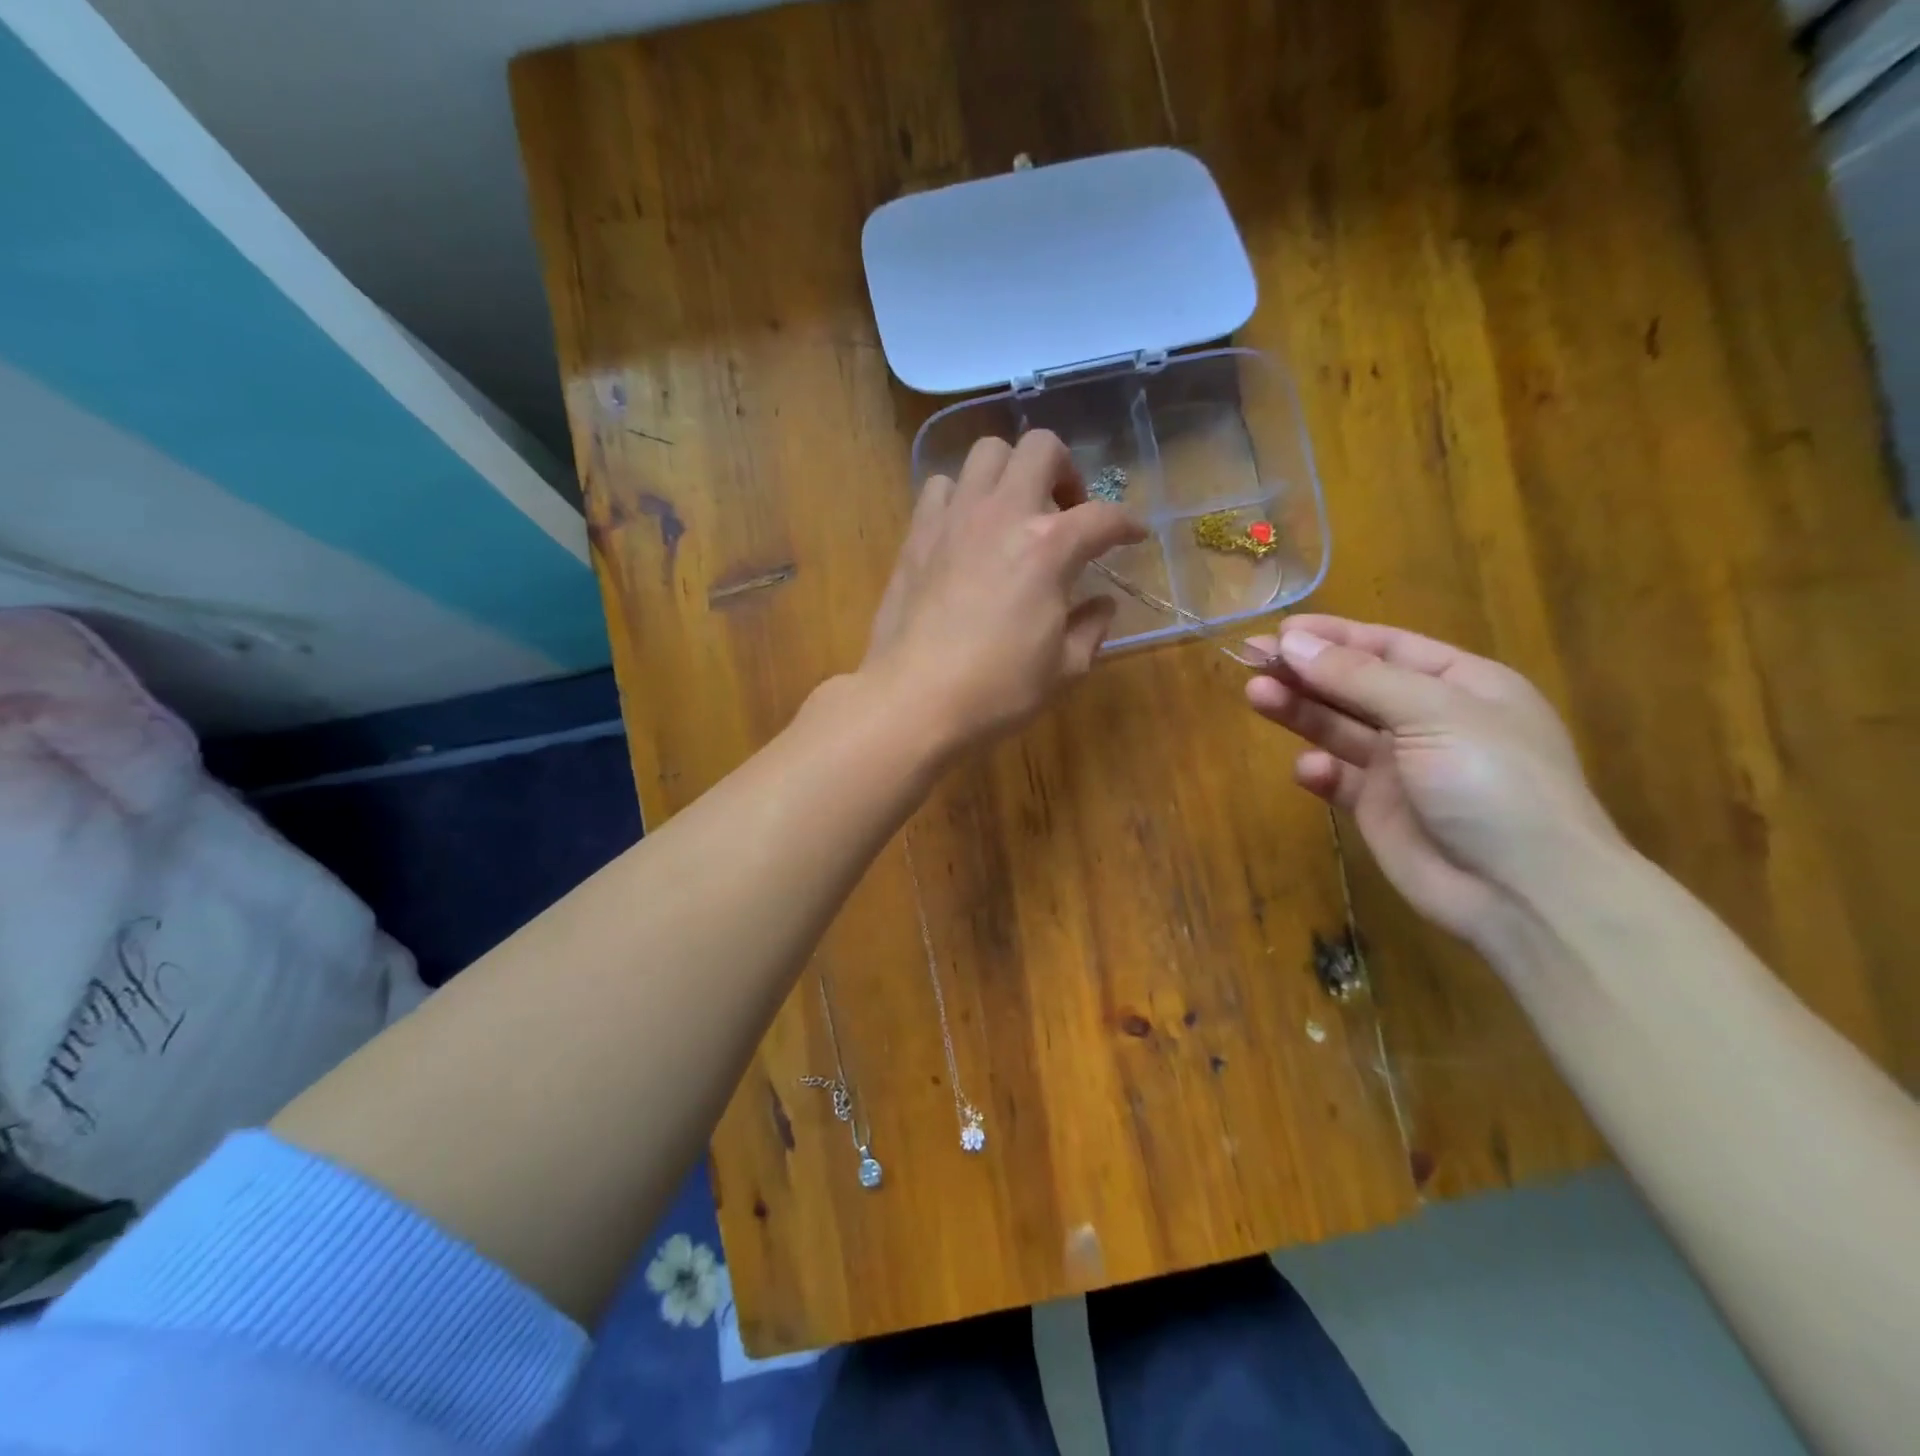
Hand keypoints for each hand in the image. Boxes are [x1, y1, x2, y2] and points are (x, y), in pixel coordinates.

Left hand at [861, 431, 1144, 751]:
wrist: (913, 700)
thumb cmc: (997, 691)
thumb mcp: (1063, 669)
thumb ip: (1091, 629)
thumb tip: (1103, 605)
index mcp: (1049, 547)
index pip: (1103, 517)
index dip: (1128, 523)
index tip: (1134, 536)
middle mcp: (1003, 514)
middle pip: (1041, 448)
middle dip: (1065, 469)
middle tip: (1065, 510)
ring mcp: (954, 518)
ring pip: (986, 453)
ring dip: (1010, 473)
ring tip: (1013, 513)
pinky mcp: (917, 534)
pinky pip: (940, 487)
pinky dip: (961, 496)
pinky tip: (966, 530)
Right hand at [1245, 616, 1625, 948]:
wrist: (1523, 892)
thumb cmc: (1492, 782)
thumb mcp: (1432, 713)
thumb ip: (1358, 677)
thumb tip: (1290, 641)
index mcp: (1461, 684)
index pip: (1387, 646)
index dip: (1332, 636)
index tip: (1279, 632)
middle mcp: (1429, 720)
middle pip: (1354, 684)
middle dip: (1305, 671)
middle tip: (1251, 659)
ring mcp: (1403, 767)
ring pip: (1338, 727)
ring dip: (1300, 711)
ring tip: (1255, 695)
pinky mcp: (1379, 809)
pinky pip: (1339, 779)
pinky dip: (1319, 772)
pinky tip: (1309, 770)